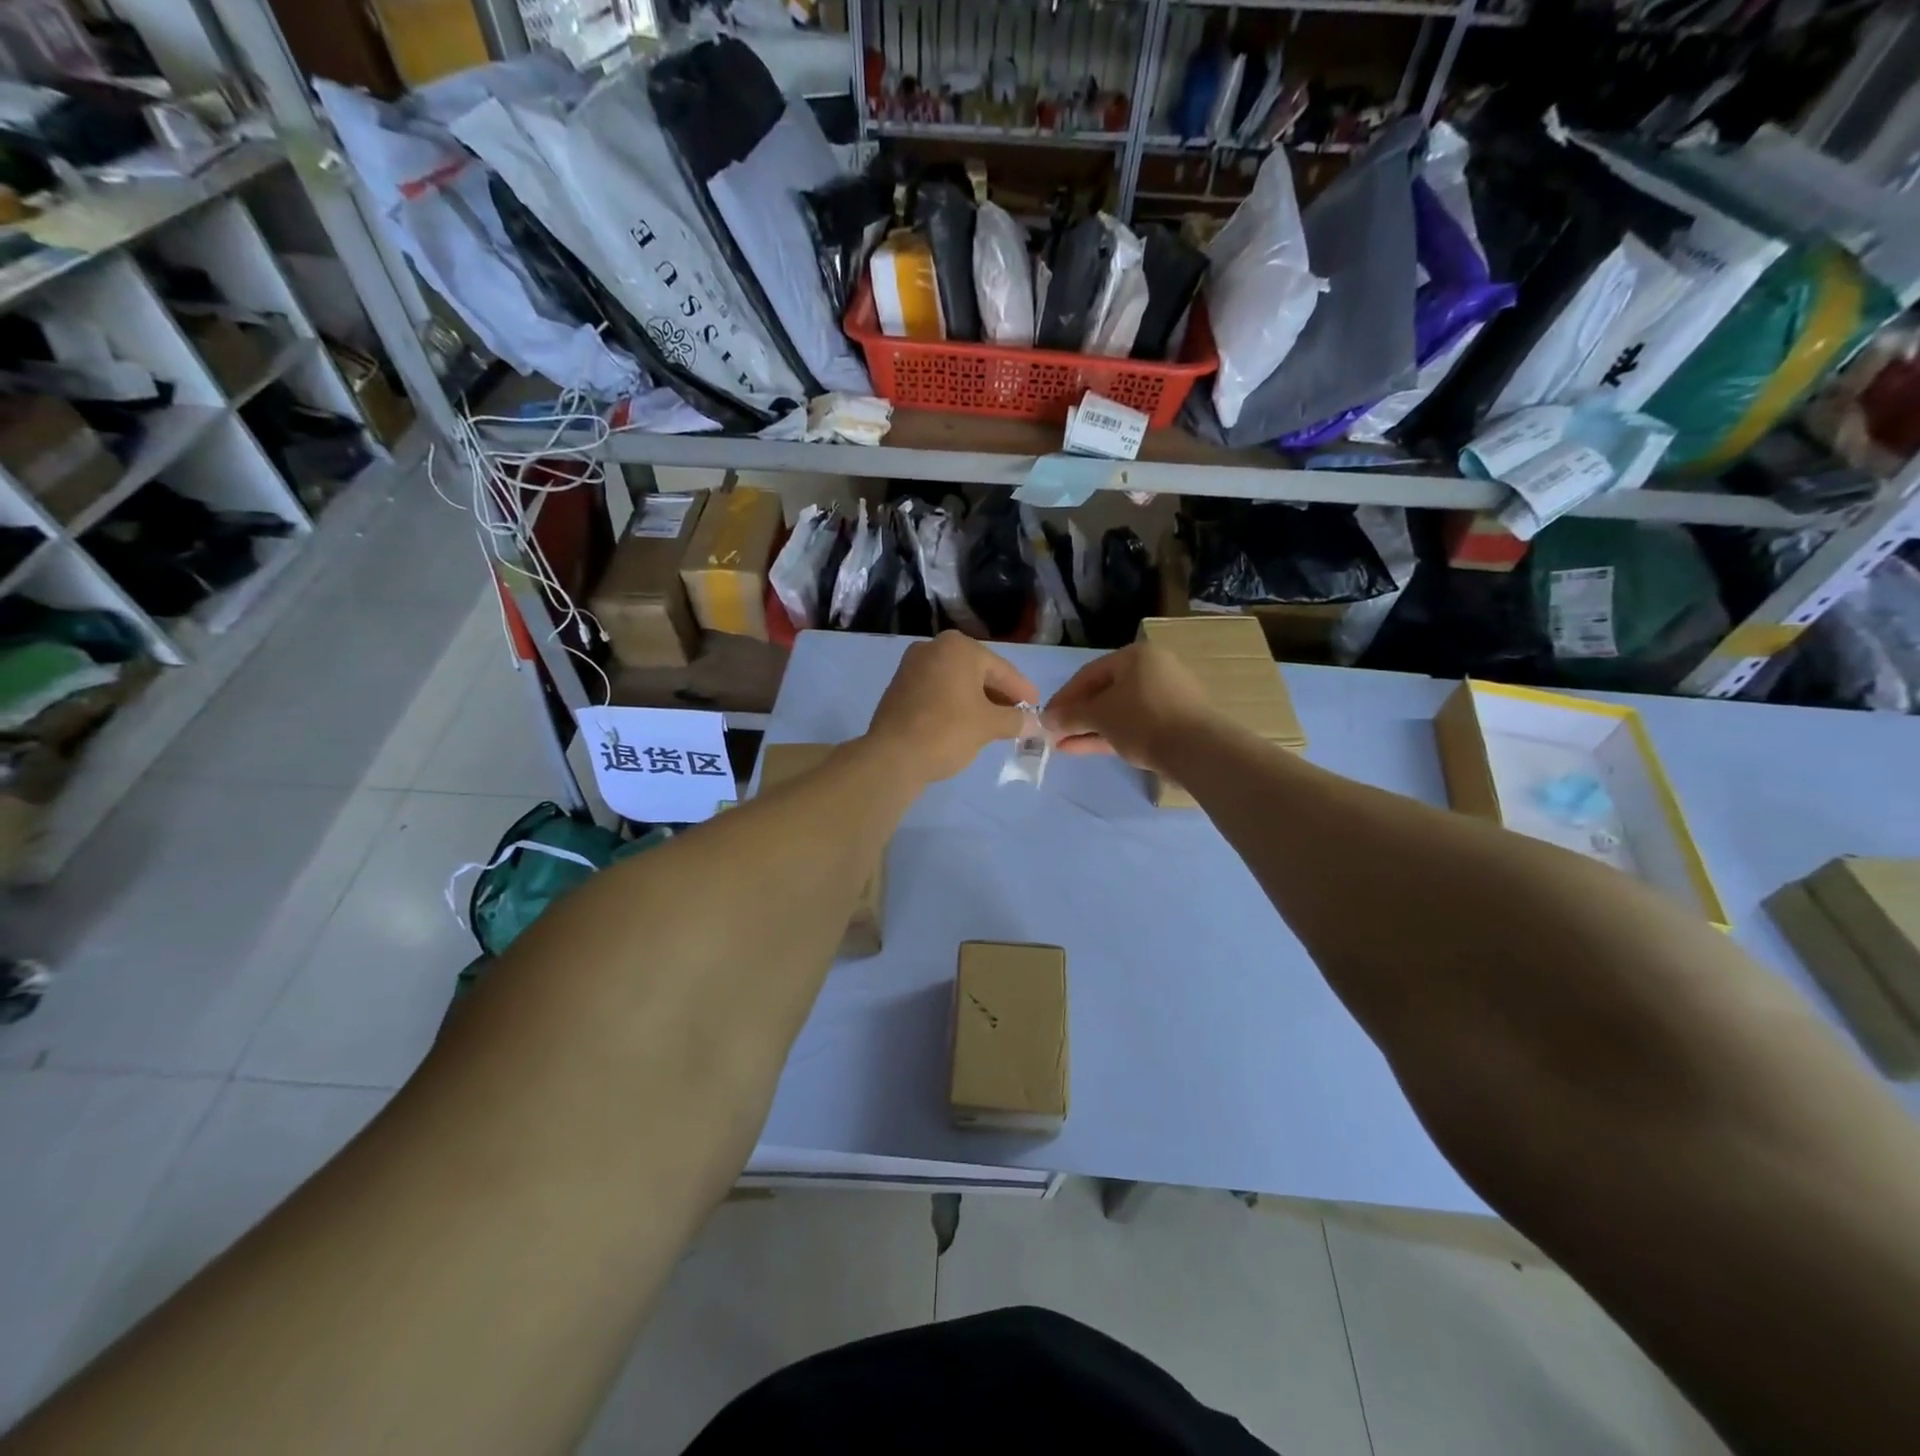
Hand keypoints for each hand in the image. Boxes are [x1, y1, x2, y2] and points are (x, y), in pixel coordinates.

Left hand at [868, 632, 1040, 782]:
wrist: (892, 757)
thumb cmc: (947, 731)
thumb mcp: (989, 726)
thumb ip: (1016, 720)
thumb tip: (1034, 722)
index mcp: (958, 647)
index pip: (1002, 669)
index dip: (1023, 691)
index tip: (1037, 708)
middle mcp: (933, 647)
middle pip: (978, 672)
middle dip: (999, 695)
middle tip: (1018, 716)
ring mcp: (912, 665)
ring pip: (957, 682)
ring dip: (977, 700)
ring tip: (995, 723)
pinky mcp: (899, 687)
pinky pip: (938, 691)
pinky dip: (955, 703)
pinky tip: (966, 723)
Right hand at [1043, 642, 1215, 774]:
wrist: (1197, 750)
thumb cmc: (1142, 720)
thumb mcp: (1099, 715)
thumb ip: (1070, 716)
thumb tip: (1046, 720)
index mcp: (1136, 656)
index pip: (1088, 673)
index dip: (1063, 696)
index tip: (1045, 717)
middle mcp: (1152, 670)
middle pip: (1104, 692)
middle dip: (1076, 715)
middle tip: (1054, 732)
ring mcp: (1165, 698)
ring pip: (1118, 712)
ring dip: (1090, 728)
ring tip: (1063, 745)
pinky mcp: (1172, 723)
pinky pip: (1133, 725)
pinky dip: (1110, 735)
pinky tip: (1084, 748)